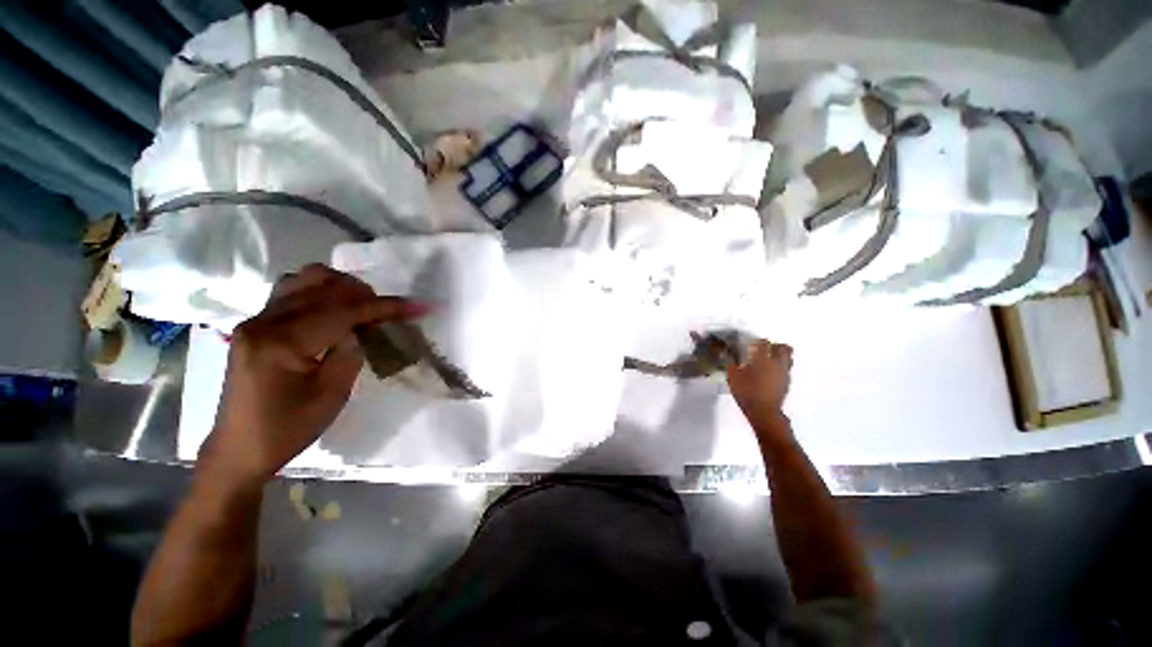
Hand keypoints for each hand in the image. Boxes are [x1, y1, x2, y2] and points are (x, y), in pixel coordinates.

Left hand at [198, 265, 427, 486]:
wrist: (240, 448)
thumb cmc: (289, 428)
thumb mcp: (333, 394)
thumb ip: (350, 352)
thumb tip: (360, 329)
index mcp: (283, 343)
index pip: (342, 311)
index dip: (384, 306)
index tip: (417, 306)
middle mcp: (264, 322)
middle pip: (320, 284)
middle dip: (362, 292)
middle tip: (386, 311)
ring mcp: (256, 321)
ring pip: (302, 280)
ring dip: (339, 287)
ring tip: (361, 306)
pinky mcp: (255, 326)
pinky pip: (291, 293)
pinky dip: (320, 293)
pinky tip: (334, 310)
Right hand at [727, 340, 793, 424]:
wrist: (764, 412)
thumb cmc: (746, 392)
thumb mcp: (733, 376)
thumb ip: (730, 362)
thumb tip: (725, 352)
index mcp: (763, 359)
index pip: (764, 343)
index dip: (758, 342)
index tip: (751, 344)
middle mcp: (777, 363)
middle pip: (784, 348)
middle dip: (776, 346)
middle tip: (766, 349)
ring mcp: (784, 374)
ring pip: (788, 359)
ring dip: (780, 357)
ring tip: (768, 362)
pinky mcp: (787, 384)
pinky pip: (786, 371)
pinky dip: (779, 369)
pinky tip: (769, 376)